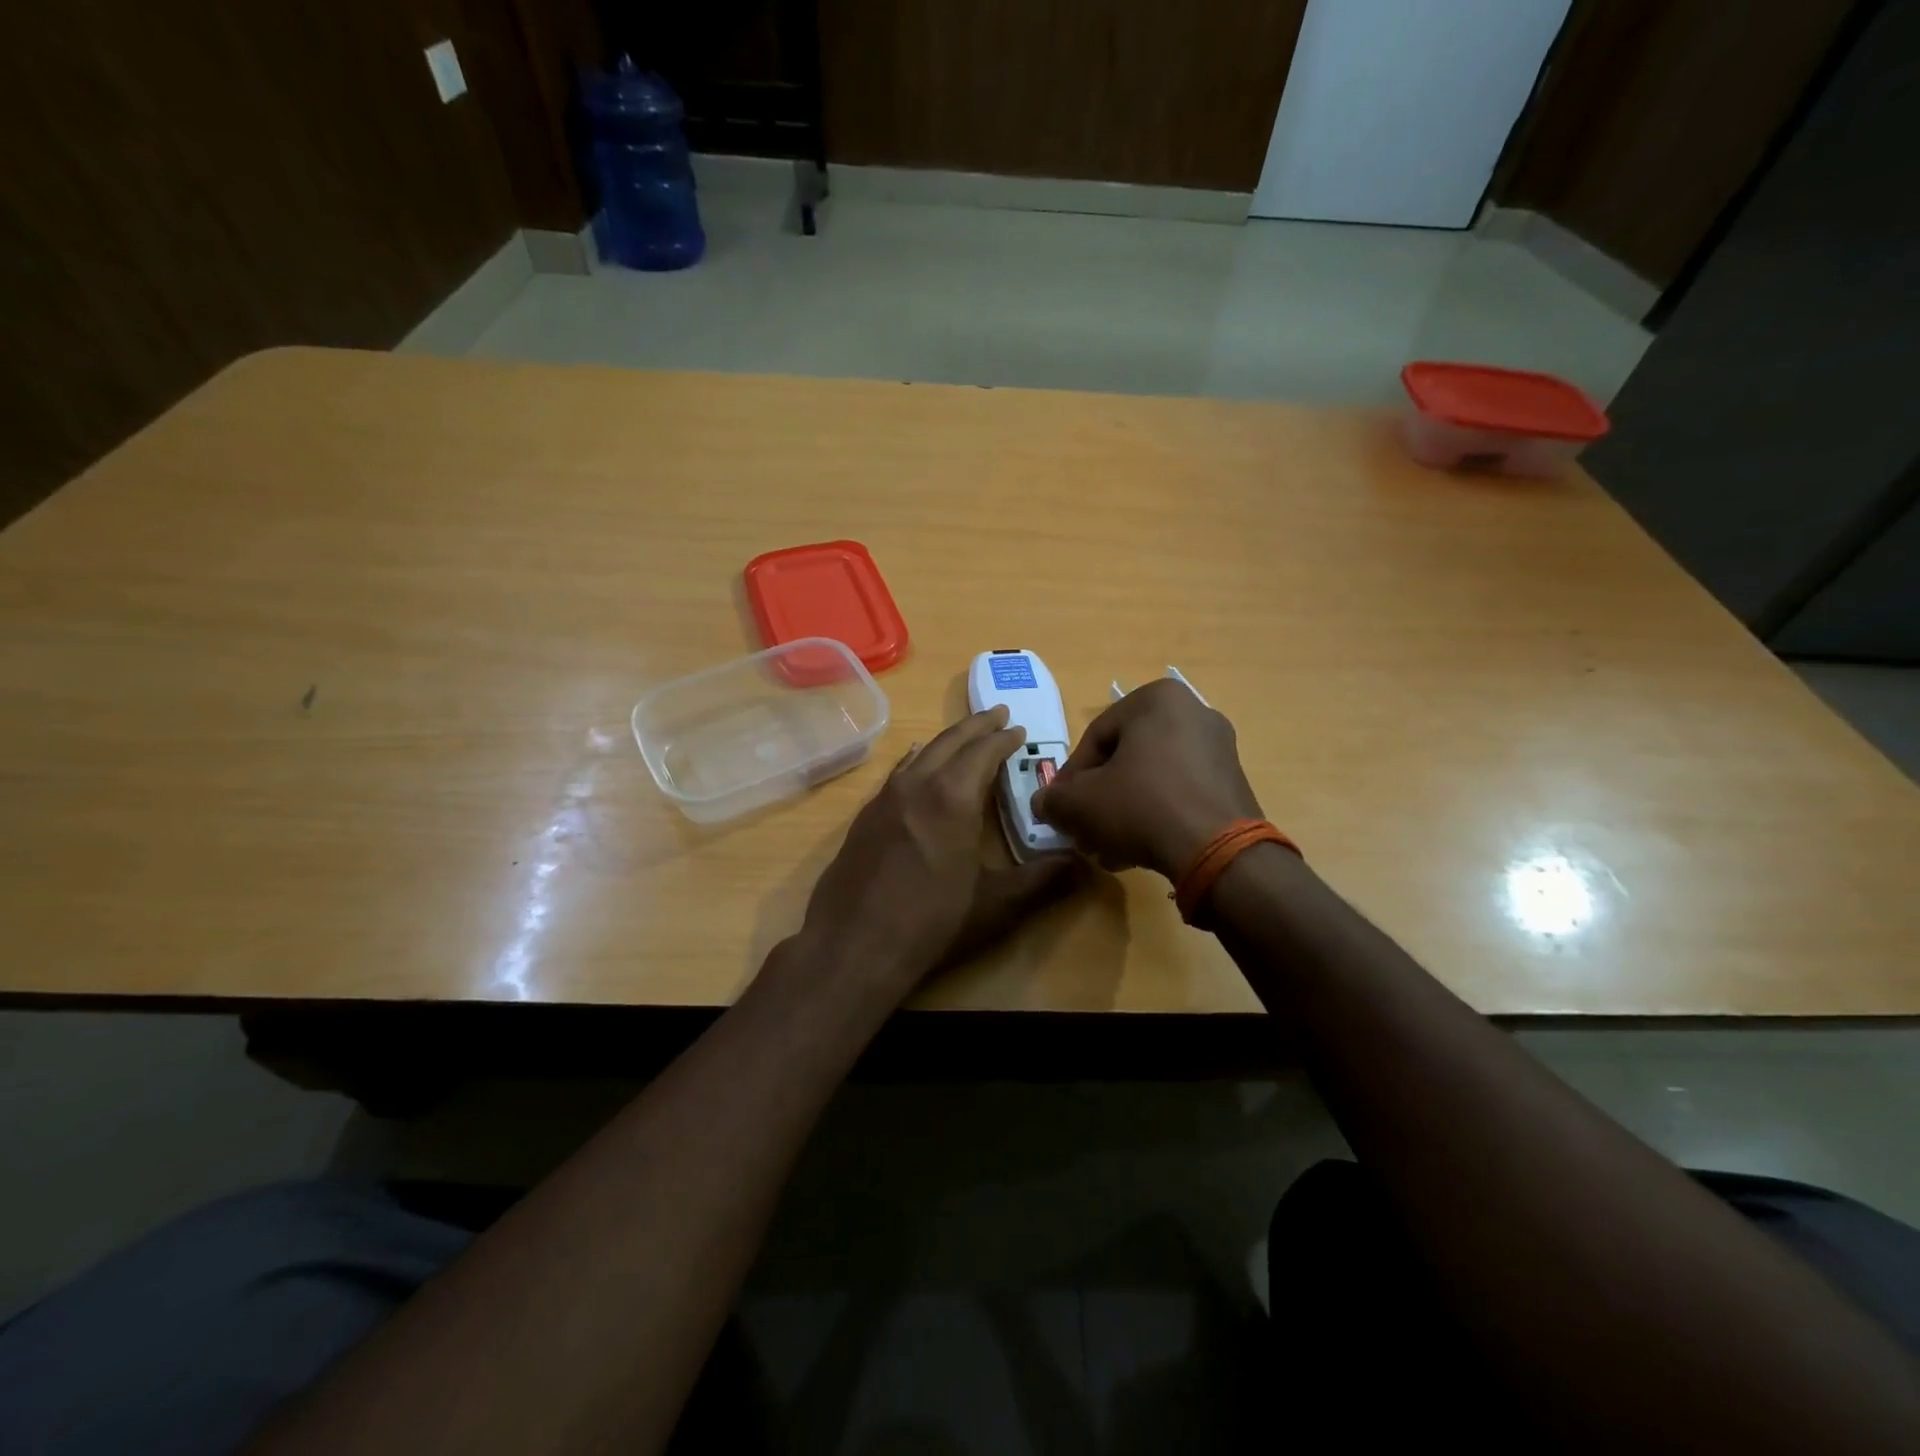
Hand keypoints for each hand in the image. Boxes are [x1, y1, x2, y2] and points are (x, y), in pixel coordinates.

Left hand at [798, 706, 1079, 993]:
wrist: (853, 947)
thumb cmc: (932, 924)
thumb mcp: (996, 905)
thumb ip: (1041, 880)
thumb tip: (1079, 863)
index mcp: (953, 797)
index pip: (984, 751)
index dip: (1005, 738)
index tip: (1020, 729)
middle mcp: (917, 784)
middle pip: (951, 741)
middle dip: (977, 725)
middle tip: (998, 714)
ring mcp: (885, 798)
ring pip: (921, 753)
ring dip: (948, 739)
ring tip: (965, 735)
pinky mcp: (865, 816)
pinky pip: (898, 773)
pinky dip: (917, 759)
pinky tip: (917, 764)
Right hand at [1032, 678, 1261, 878]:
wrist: (1218, 850)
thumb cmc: (1141, 806)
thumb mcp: (1081, 803)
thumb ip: (1054, 799)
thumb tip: (1043, 803)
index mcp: (1156, 699)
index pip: (1095, 737)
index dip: (1071, 777)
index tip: (1062, 807)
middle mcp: (1194, 712)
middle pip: (1126, 758)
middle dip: (1100, 796)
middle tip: (1084, 828)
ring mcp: (1220, 748)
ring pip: (1153, 778)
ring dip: (1124, 810)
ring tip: (1108, 847)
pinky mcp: (1234, 782)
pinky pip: (1181, 792)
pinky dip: (1157, 815)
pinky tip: (1139, 849)